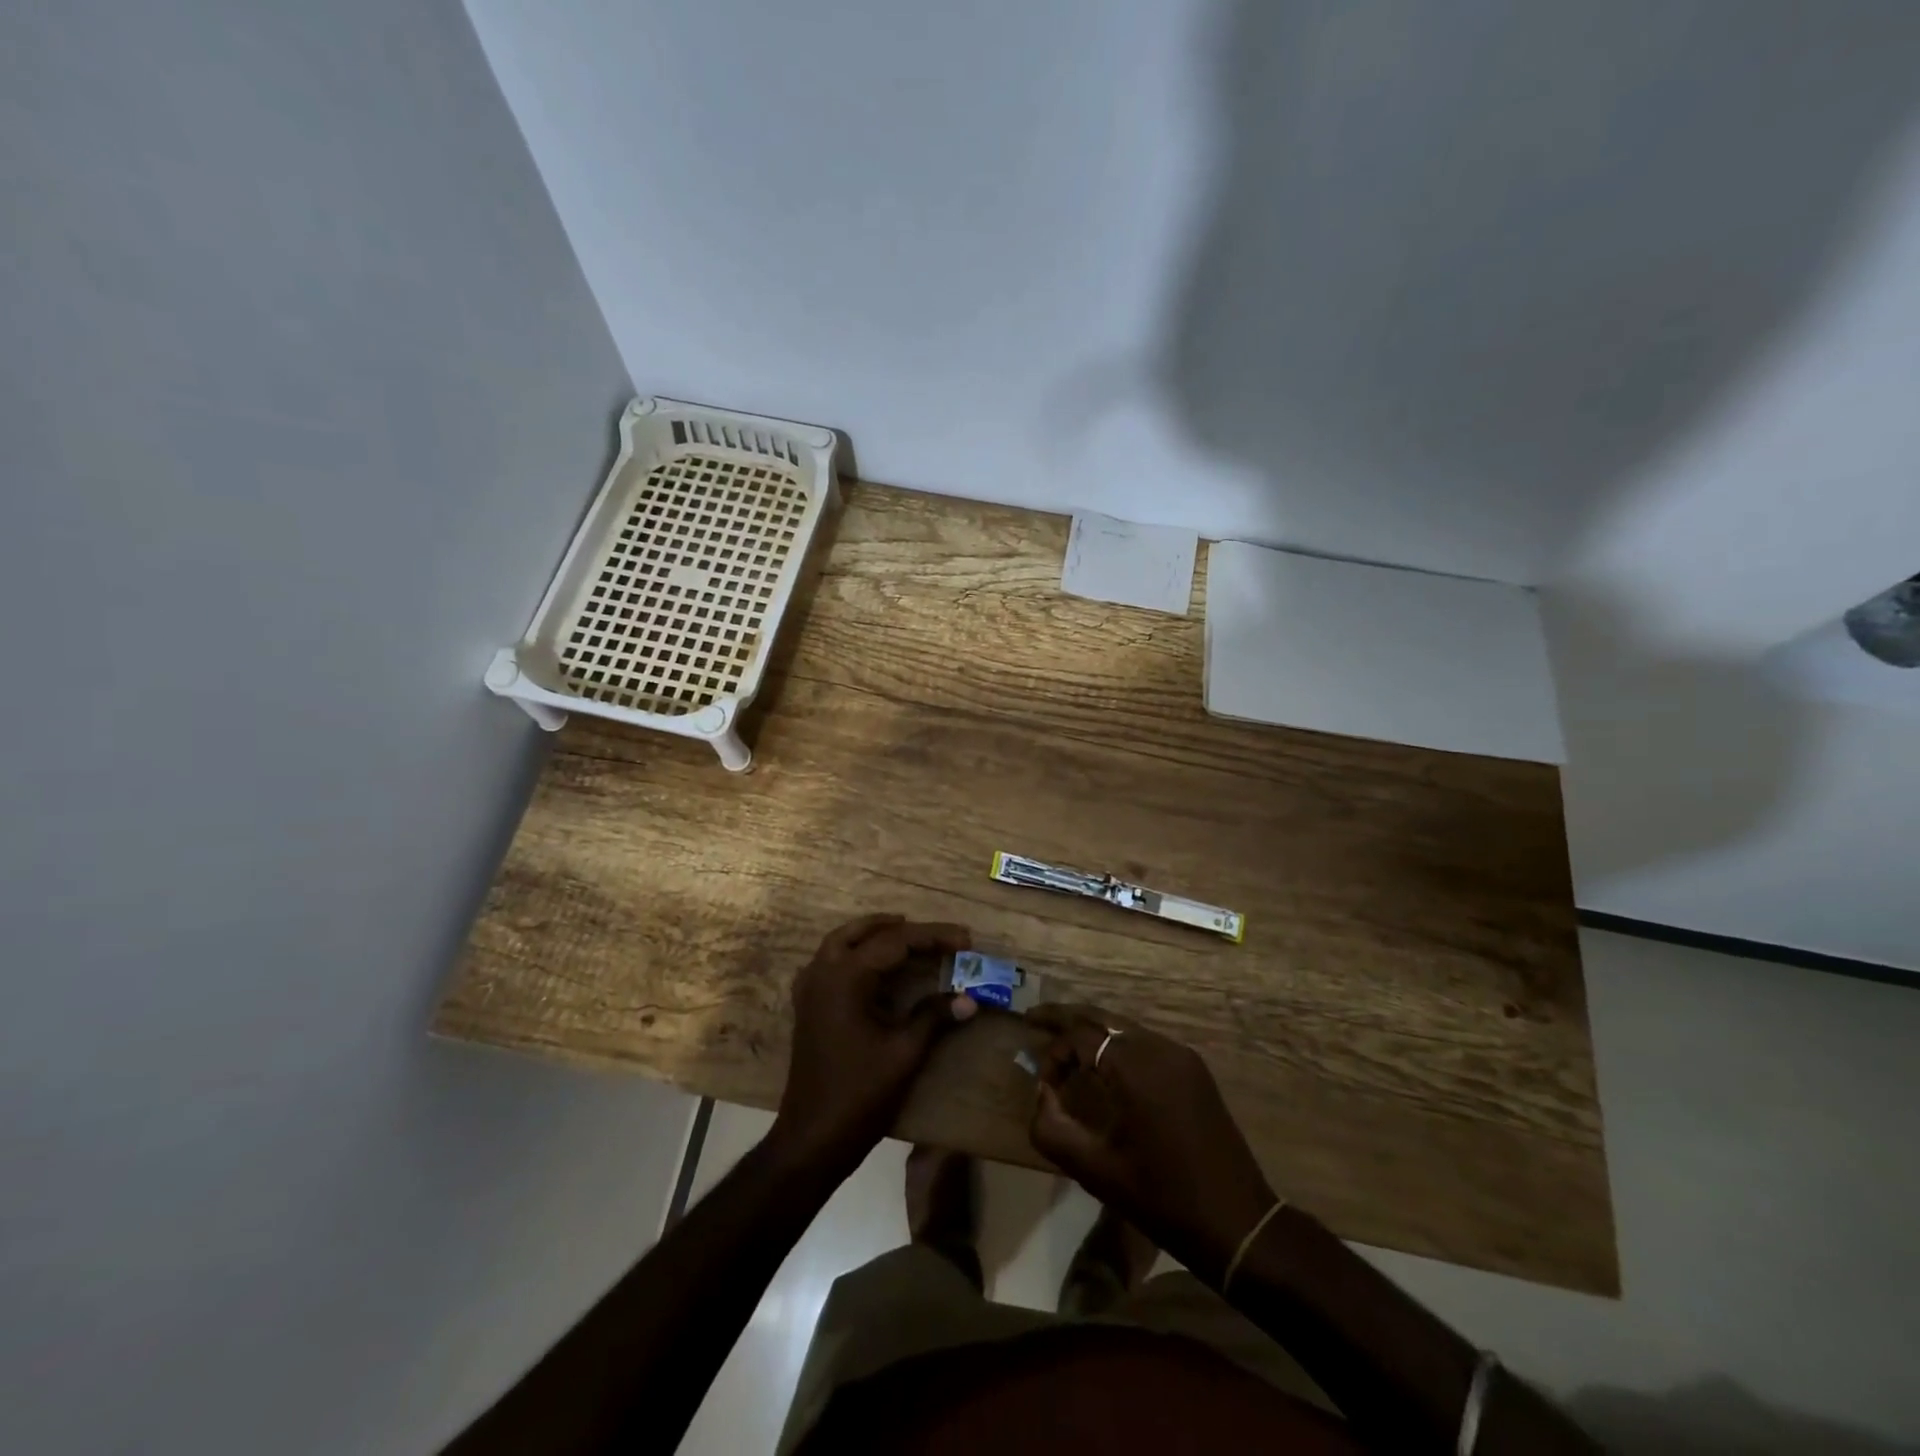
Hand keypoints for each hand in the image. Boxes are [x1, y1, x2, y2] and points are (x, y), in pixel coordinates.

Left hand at [771, 914, 976, 1177]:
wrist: (812, 1139)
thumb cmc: (860, 1095)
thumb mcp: (905, 1053)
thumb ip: (935, 1018)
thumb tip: (970, 999)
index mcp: (846, 978)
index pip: (895, 942)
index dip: (933, 937)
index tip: (965, 939)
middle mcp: (823, 973)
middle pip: (864, 933)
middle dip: (901, 929)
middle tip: (936, 935)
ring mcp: (810, 989)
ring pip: (841, 942)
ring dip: (873, 934)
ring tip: (906, 935)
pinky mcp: (808, 1006)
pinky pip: (830, 962)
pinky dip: (854, 953)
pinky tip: (872, 966)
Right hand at [1027, 1003, 1278, 1286]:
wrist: (1239, 1223)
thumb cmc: (1163, 1199)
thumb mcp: (1096, 1171)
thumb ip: (1053, 1128)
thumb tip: (1041, 1094)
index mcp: (1135, 1067)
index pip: (1079, 1036)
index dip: (1053, 1053)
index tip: (1042, 1085)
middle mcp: (1158, 1048)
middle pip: (1102, 1017)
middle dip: (1066, 1017)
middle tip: (1035, 1019)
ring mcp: (1181, 1056)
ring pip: (1124, 1027)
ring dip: (1092, 1032)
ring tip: (1066, 1046)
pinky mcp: (1194, 1069)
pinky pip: (1145, 1042)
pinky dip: (1117, 1045)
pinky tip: (1104, 1066)